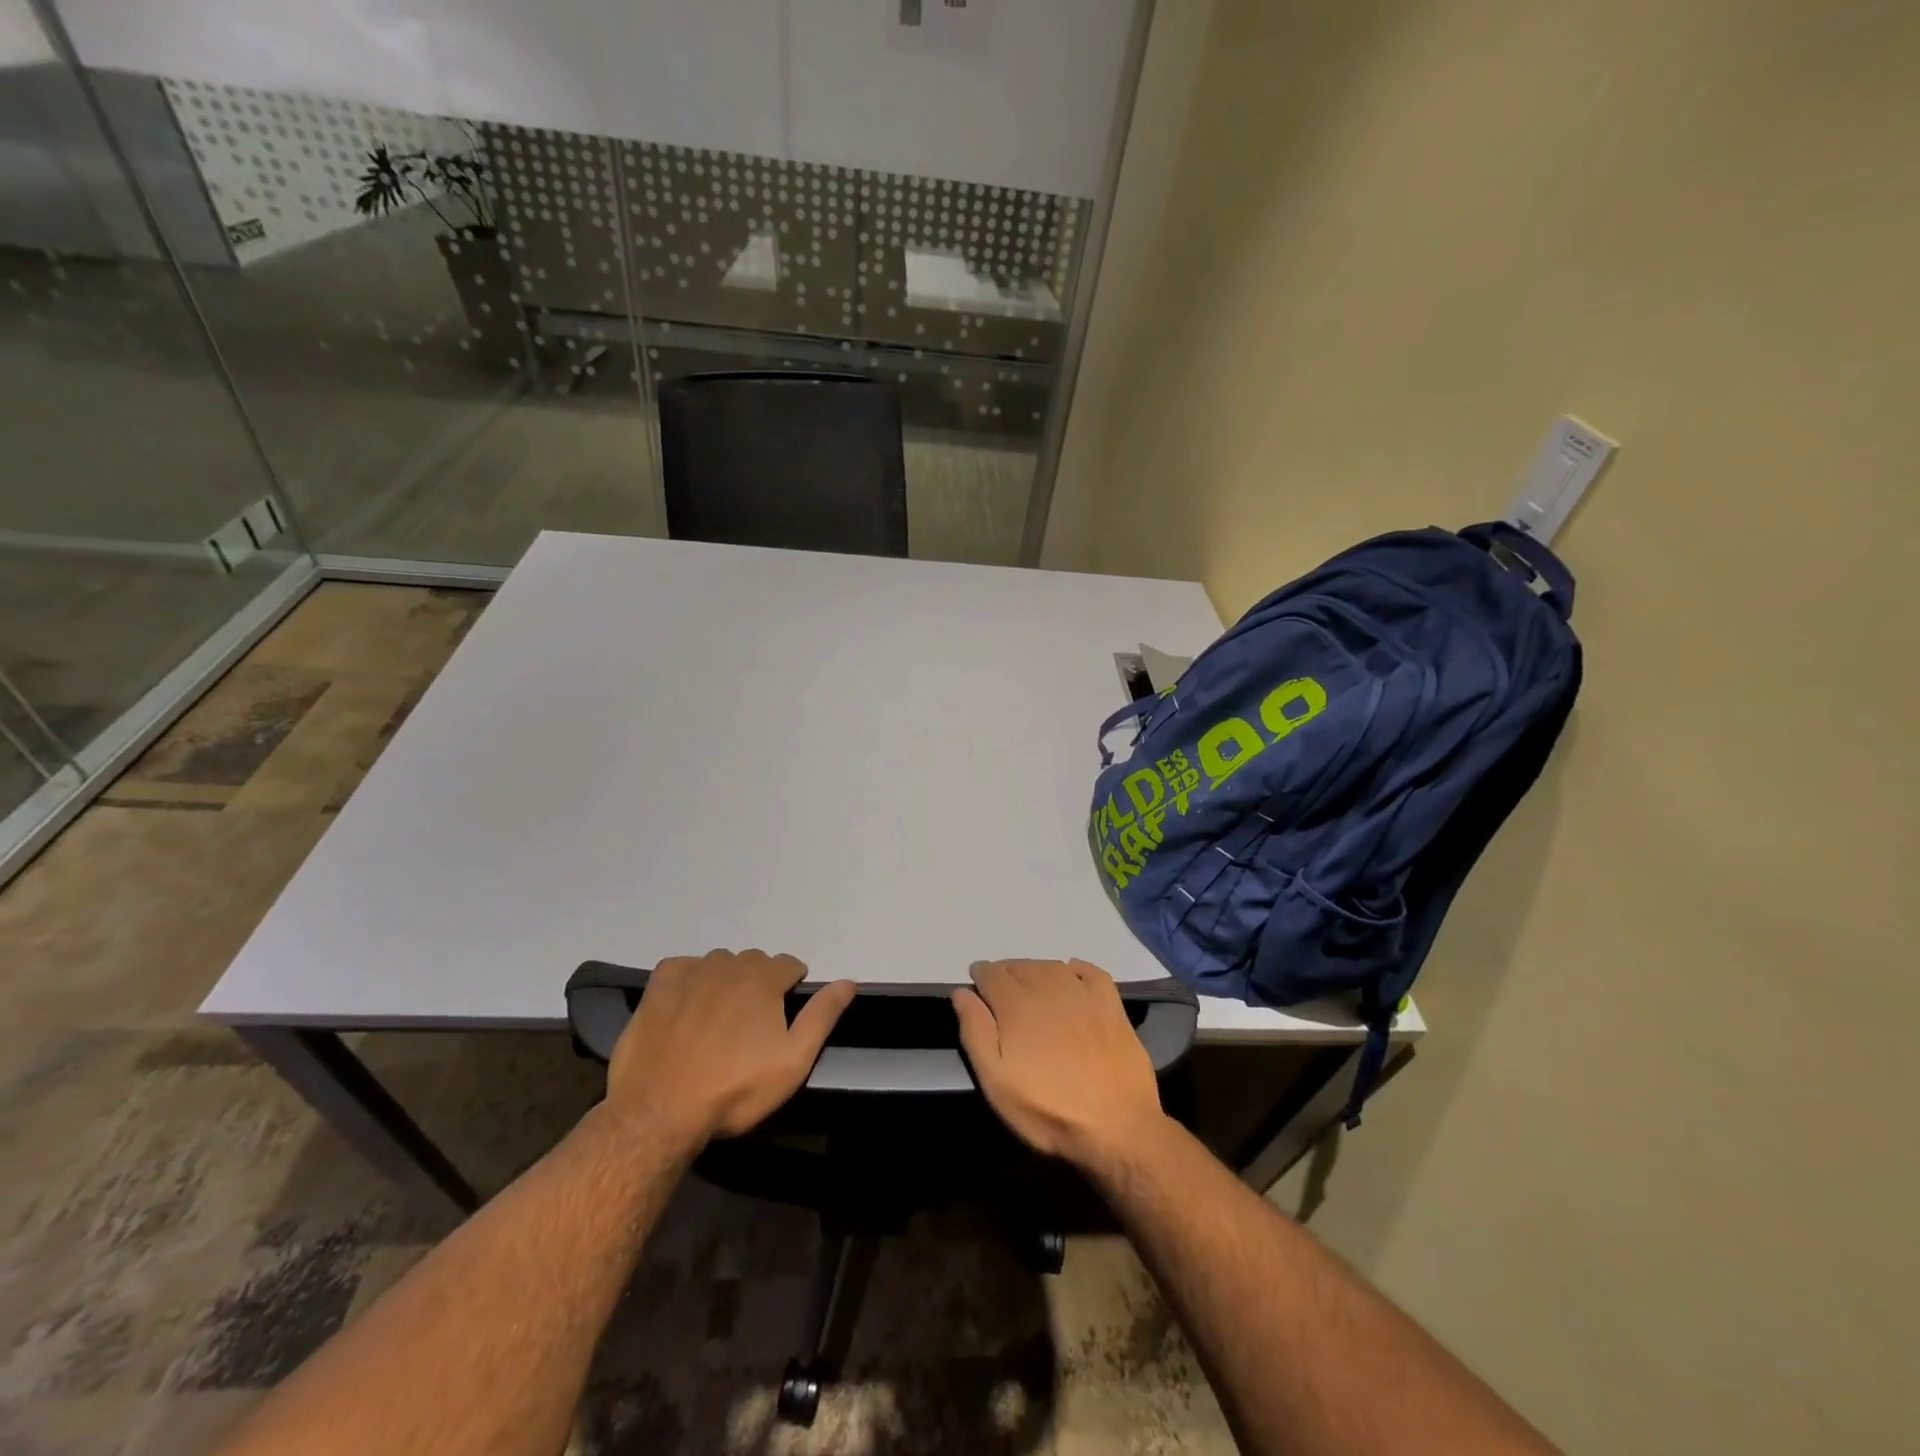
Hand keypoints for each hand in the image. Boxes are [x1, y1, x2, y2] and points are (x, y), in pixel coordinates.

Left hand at [606, 950, 854, 1145]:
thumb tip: (848, 982)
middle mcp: (729, 965)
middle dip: (760, 982)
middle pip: (754, 962)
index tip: (784, 1014)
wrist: (659, 1113)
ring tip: (720, 1017)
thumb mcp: (793, 1061)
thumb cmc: (735, 1090)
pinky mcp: (659, 986)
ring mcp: (691, 973)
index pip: (789, 965)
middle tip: (752, 1022)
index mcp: (764, 980)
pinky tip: (687, 1004)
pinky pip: (683, 967)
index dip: (791, 986)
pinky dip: (690, 977)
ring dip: (726, 980)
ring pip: (719, 963)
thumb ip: (822, 1017)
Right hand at [951, 959, 1167, 1168]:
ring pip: (1051, 966)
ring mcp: (1083, 994)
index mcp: (1017, 1005)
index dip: (981, 975)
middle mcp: (1048, 989)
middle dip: (1006, 973)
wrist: (1116, 1127)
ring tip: (1031, 985)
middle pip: (1020, 966)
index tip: (977, 983)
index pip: (992, 974)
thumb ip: (975, 1032)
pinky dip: (1076, 969)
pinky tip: (1071, 976)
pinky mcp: (1112, 1005)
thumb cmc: (1048, 1110)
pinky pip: (1091, 972)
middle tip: (1001, 989)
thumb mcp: (996, 1082)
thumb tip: (962, 992)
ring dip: (1035, 969)